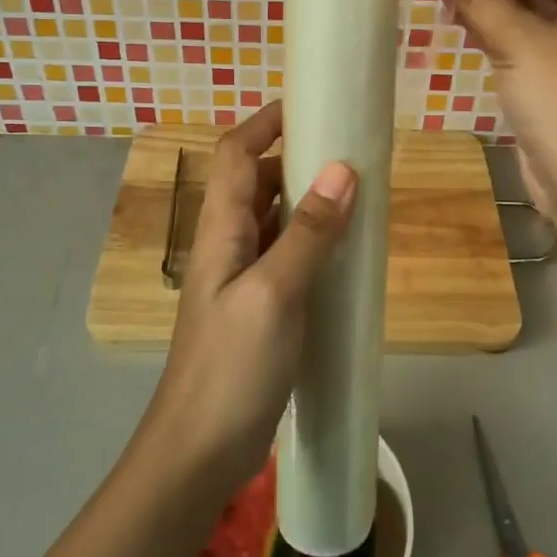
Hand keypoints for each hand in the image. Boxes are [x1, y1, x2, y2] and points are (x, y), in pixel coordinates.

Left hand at [144, 101, 357, 493]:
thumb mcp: (275, 294)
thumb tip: (342, 168)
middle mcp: (227, 244)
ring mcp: (241, 278)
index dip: (266, 122)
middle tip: (349, 150)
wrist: (199, 452)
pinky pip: (286, 255)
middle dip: (296, 157)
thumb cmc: (231, 367)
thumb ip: (309, 233)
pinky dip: (313, 240)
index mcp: (221, 229)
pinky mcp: (259, 307)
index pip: (235, 153)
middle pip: (255, 181)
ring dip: (307, 199)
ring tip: (357, 192)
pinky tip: (344, 250)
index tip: (311, 104)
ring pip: (273, 219)